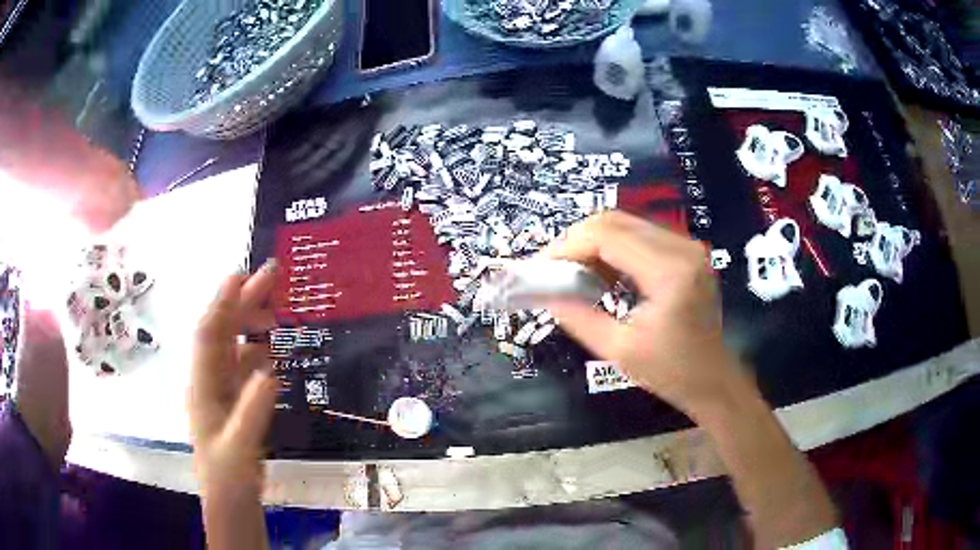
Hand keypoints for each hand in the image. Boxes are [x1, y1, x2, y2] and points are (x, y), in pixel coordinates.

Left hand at [188, 262, 277, 498]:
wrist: (230, 503)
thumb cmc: (229, 478)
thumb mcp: (240, 449)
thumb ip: (252, 411)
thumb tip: (270, 369)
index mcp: (203, 386)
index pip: (210, 334)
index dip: (224, 302)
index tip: (243, 275)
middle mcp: (209, 380)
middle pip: (223, 331)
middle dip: (243, 301)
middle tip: (271, 276)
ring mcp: (221, 391)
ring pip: (233, 346)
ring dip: (250, 323)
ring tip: (275, 311)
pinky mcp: (233, 402)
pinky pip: (244, 367)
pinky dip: (257, 352)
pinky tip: (271, 352)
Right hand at [547, 211, 740, 413]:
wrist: (712, 378)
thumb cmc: (670, 371)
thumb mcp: (618, 351)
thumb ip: (578, 318)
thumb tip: (544, 294)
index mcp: (669, 272)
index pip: (606, 236)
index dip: (567, 246)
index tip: (541, 267)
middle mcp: (681, 248)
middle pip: (614, 221)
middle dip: (576, 240)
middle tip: (553, 269)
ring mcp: (687, 246)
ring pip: (625, 223)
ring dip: (593, 243)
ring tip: (573, 272)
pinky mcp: (686, 252)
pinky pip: (640, 235)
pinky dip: (613, 248)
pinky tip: (601, 274)